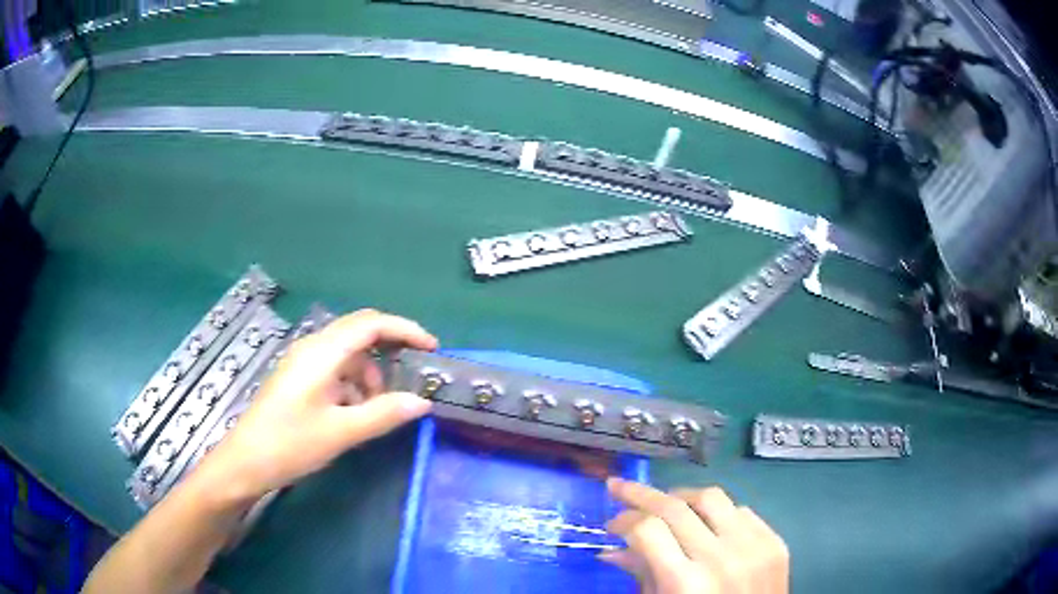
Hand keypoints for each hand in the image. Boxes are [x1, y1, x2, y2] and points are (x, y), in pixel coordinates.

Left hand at [196, 309, 437, 504]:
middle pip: (359, 333)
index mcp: (321, 352)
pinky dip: (354, 385)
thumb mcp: (341, 432)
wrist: (246, 462)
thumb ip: (384, 414)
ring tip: (381, 407)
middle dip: (390, 349)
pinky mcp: (299, 380)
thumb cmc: (290, 443)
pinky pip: (335, 371)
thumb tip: (423, 402)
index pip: (370, 324)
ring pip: (348, 355)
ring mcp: (303, 363)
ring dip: (371, 374)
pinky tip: (356, 413)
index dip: (404, 330)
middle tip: (416, 371)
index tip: (431, 348)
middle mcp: (312, 348)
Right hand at [602, 478, 788, 593]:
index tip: (612, 524)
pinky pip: (742, 511)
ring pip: (712, 497)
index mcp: (686, 583)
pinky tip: (707, 524)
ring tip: (665, 504)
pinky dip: (718, 512)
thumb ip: (642, 575)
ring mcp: (754, 546)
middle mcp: (721, 558)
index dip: (624, 520)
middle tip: (619, 487)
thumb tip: (611, 549)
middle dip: (640, 493)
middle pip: (675, 507)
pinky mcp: (774, 541)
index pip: (648, 530)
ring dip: (682, 497)